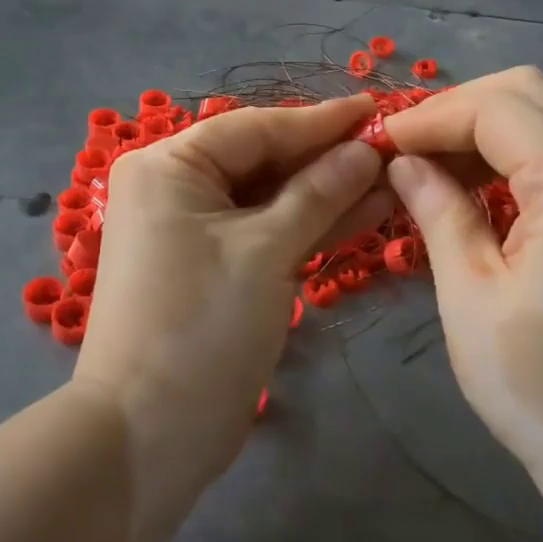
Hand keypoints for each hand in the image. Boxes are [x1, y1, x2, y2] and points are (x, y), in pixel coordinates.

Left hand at [72, 95, 390, 541]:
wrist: (149, 434)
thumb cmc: (202, 326)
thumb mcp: (267, 251)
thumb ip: (319, 192)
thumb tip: (367, 149)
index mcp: (169, 167)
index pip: (255, 128)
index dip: (320, 121)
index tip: (377, 107)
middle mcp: (176, 188)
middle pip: (263, 160)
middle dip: (328, 158)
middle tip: (393, 146)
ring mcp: (195, 231)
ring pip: (271, 199)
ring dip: (328, 192)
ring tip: (393, 178)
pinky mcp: (215, 268)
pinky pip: (267, 232)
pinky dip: (310, 226)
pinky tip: (365, 211)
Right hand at [381, 67, 542, 541]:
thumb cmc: (540, 387)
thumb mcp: (470, 295)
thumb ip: (438, 211)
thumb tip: (402, 161)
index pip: (496, 108)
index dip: (429, 117)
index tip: (377, 143)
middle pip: (527, 94)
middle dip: (455, 109)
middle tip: (400, 148)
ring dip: (481, 127)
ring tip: (424, 163)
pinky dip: (508, 153)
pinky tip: (469, 184)